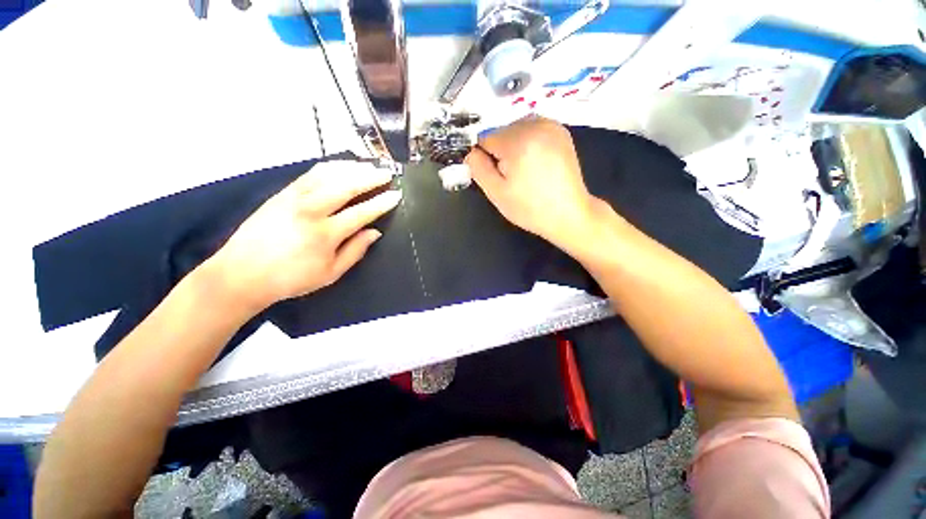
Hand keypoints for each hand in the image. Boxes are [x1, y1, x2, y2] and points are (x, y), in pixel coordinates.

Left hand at [204, 160, 400, 312]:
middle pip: (347, 186)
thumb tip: (375, 232)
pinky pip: (310, 174)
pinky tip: (341, 166)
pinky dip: (329, 167)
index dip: (382, 203)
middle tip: (387, 173)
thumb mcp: (330, 273)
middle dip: (371, 177)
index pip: (362, 213)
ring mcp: (294, 198)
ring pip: (328, 174)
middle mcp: (311, 210)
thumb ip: (355, 251)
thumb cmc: (290, 278)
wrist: (241, 274)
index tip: (396, 195)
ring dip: (352, 168)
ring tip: (368, 166)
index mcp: (325, 234)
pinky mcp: (282, 193)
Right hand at [465, 117, 606, 251]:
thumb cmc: (530, 208)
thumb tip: (469, 151)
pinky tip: (536, 163)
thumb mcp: (496, 193)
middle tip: (512, 177)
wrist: (569, 214)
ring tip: (526, 170)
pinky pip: (532, 129)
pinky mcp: (561, 131)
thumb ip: (477, 168)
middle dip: (500, 151)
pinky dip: (528, 142)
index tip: (495, 175)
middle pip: (500, 132)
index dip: (484, 158)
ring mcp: (551, 125)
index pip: (484, 138)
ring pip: (515, 129)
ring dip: (513, 146)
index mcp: (518, 141)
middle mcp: (535, 124)